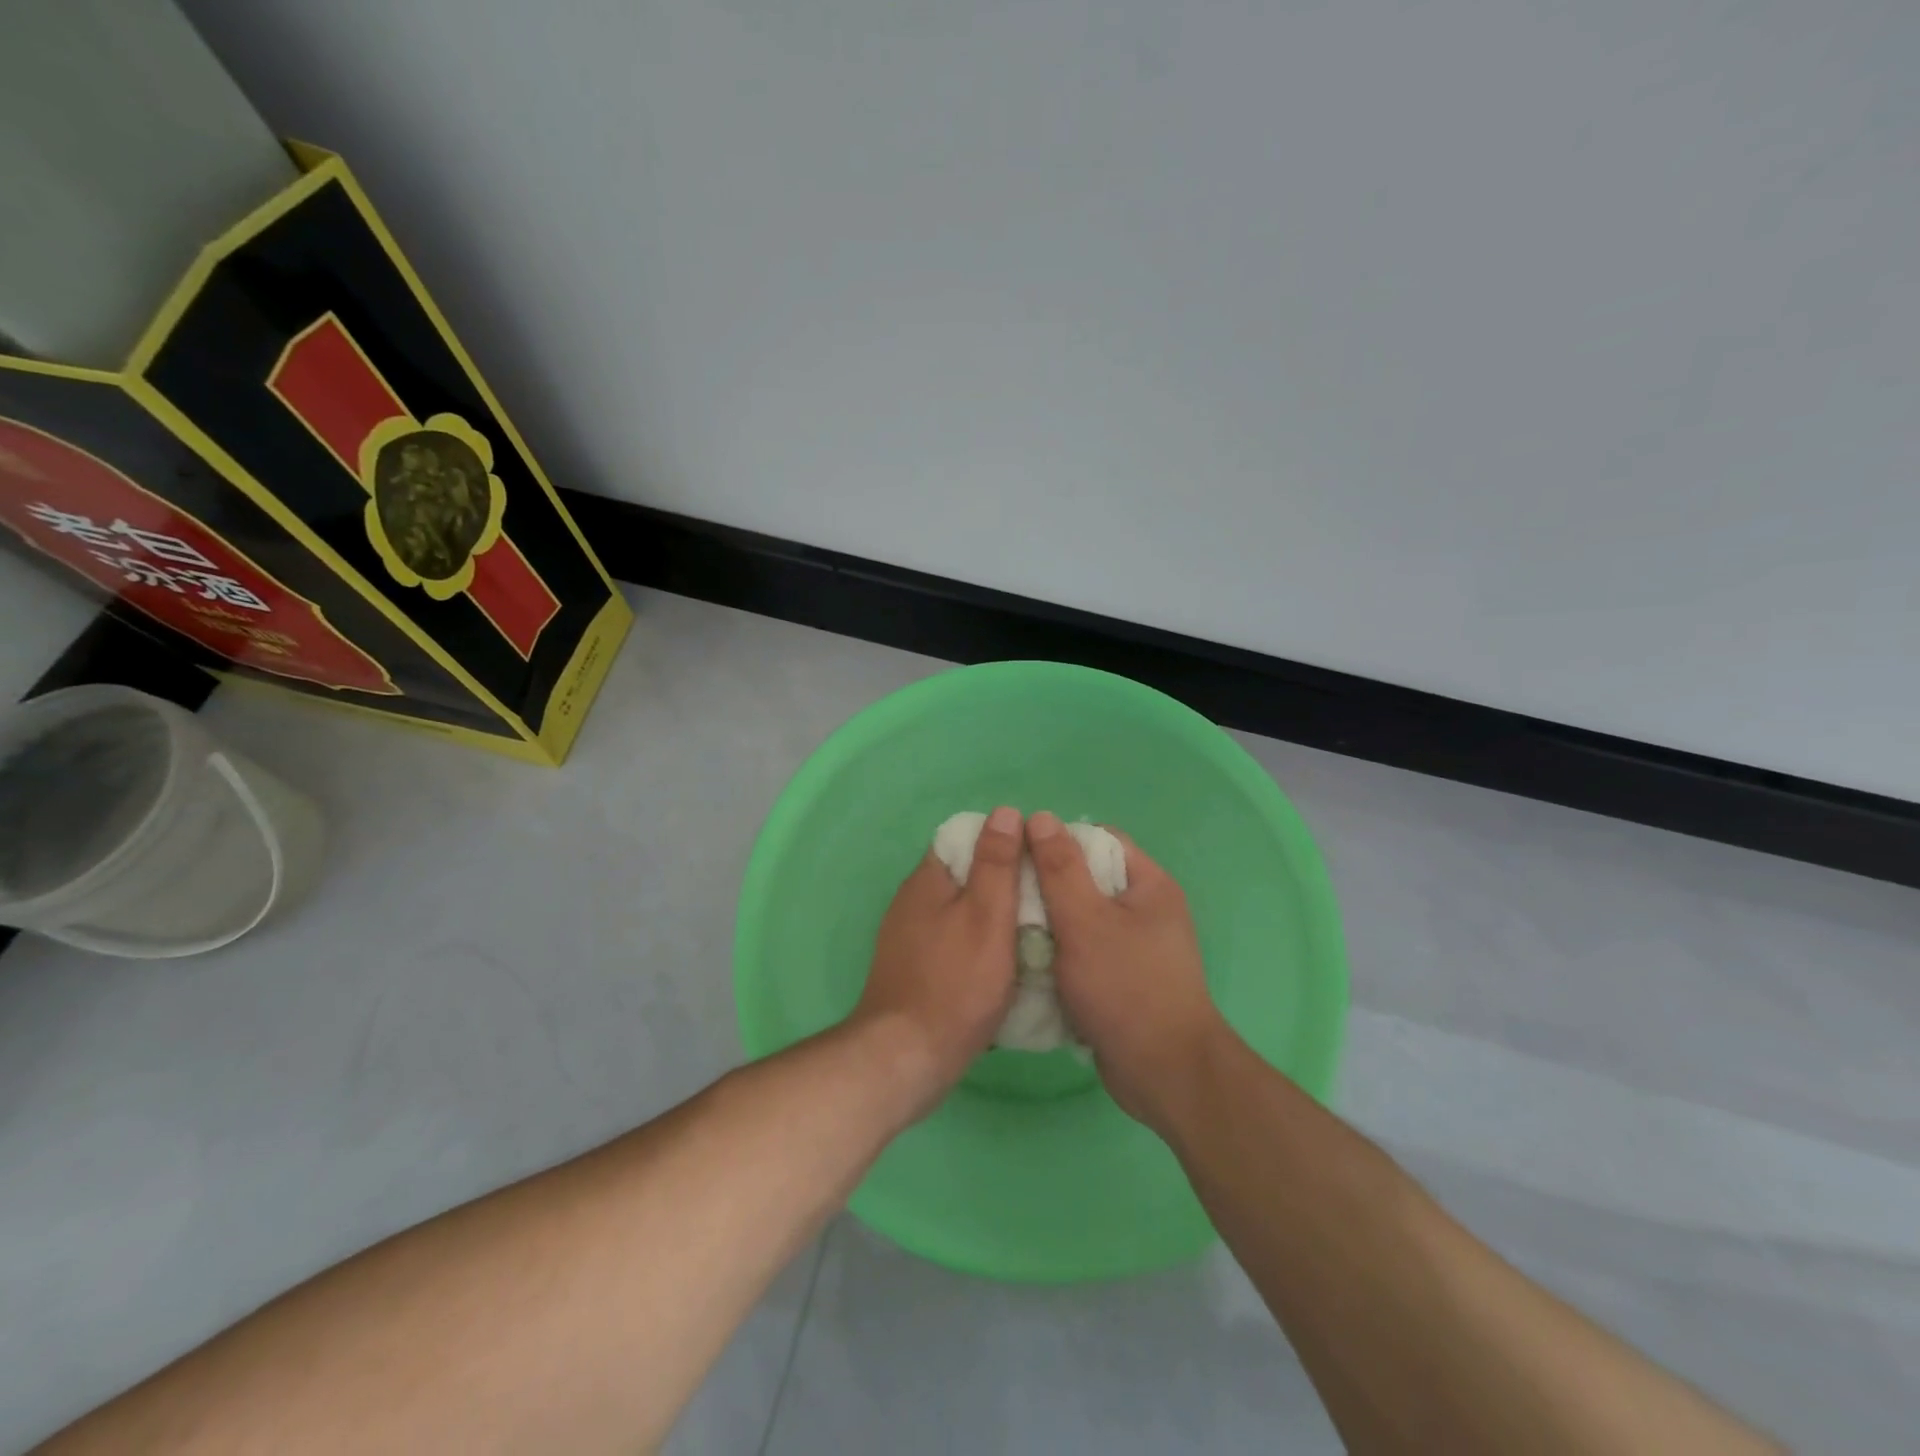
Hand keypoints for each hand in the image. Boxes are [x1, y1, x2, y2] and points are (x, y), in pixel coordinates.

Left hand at [852, 805, 1022, 1118]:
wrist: (907, 1057)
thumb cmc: (956, 982)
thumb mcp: (987, 915)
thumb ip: (996, 864)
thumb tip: (1006, 812)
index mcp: (927, 880)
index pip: (965, 839)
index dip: (1002, 842)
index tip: (1037, 858)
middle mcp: (912, 902)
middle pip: (963, 876)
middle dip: (1001, 882)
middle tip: (1043, 897)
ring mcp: (908, 938)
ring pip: (959, 912)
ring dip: (992, 917)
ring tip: (1032, 931)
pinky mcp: (914, 970)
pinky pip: (952, 943)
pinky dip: (978, 945)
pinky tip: (1002, 965)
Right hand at [1026, 810, 1227, 1129]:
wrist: (1164, 1074)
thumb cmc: (1126, 988)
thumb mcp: (1085, 921)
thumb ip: (1060, 869)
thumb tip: (1040, 817)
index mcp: (1148, 884)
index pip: (1099, 839)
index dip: (1058, 840)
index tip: (1018, 854)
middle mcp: (1146, 910)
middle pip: (1087, 880)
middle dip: (1045, 885)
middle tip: (1005, 893)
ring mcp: (1135, 948)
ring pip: (1081, 920)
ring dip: (1047, 924)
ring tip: (1007, 927)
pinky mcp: (1122, 981)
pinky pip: (1083, 953)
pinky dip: (1058, 955)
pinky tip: (1026, 962)